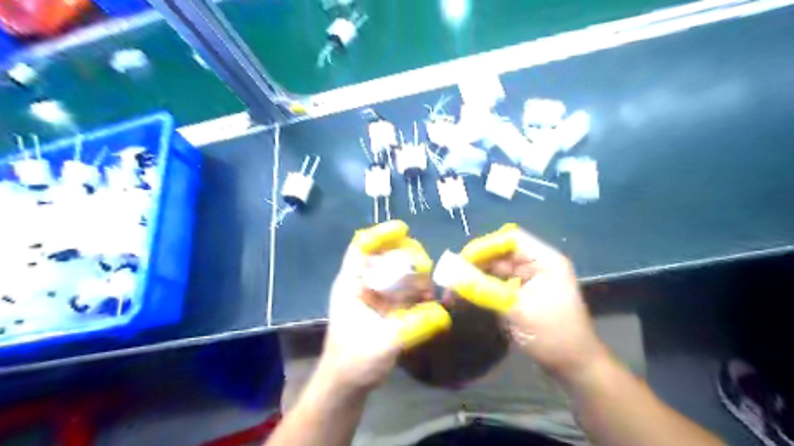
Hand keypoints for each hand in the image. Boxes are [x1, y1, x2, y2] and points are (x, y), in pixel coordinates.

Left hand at [319, 221, 452, 391]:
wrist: (347, 383)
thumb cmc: (354, 361)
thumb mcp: (382, 344)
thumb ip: (412, 327)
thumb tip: (442, 314)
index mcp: (351, 283)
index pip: (361, 246)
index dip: (381, 234)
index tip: (404, 230)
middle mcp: (363, 283)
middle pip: (385, 254)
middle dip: (407, 255)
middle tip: (424, 268)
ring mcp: (375, 294)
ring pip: (397, 270)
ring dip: (415, 274)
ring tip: (427, 290)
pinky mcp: (386, 305)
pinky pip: (404, 288)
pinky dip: (417, 290)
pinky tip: (428, 300)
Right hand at [460, 224, 609, 384]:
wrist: (576, 368)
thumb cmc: (553, 336)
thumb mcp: (516, 310)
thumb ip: (483, 289)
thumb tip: (451, 276)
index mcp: (544, 260)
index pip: (510, 239)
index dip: (485, 246)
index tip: (461, 260)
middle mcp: (537, 265)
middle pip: (500, 254)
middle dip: (475, 264)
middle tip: (450, 278)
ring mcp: (529, 280)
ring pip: (496, 270)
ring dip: (475, 278)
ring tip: (453, 290)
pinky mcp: (522, 294)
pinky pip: (497, 285)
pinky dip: (481, 290)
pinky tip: (465, 298)